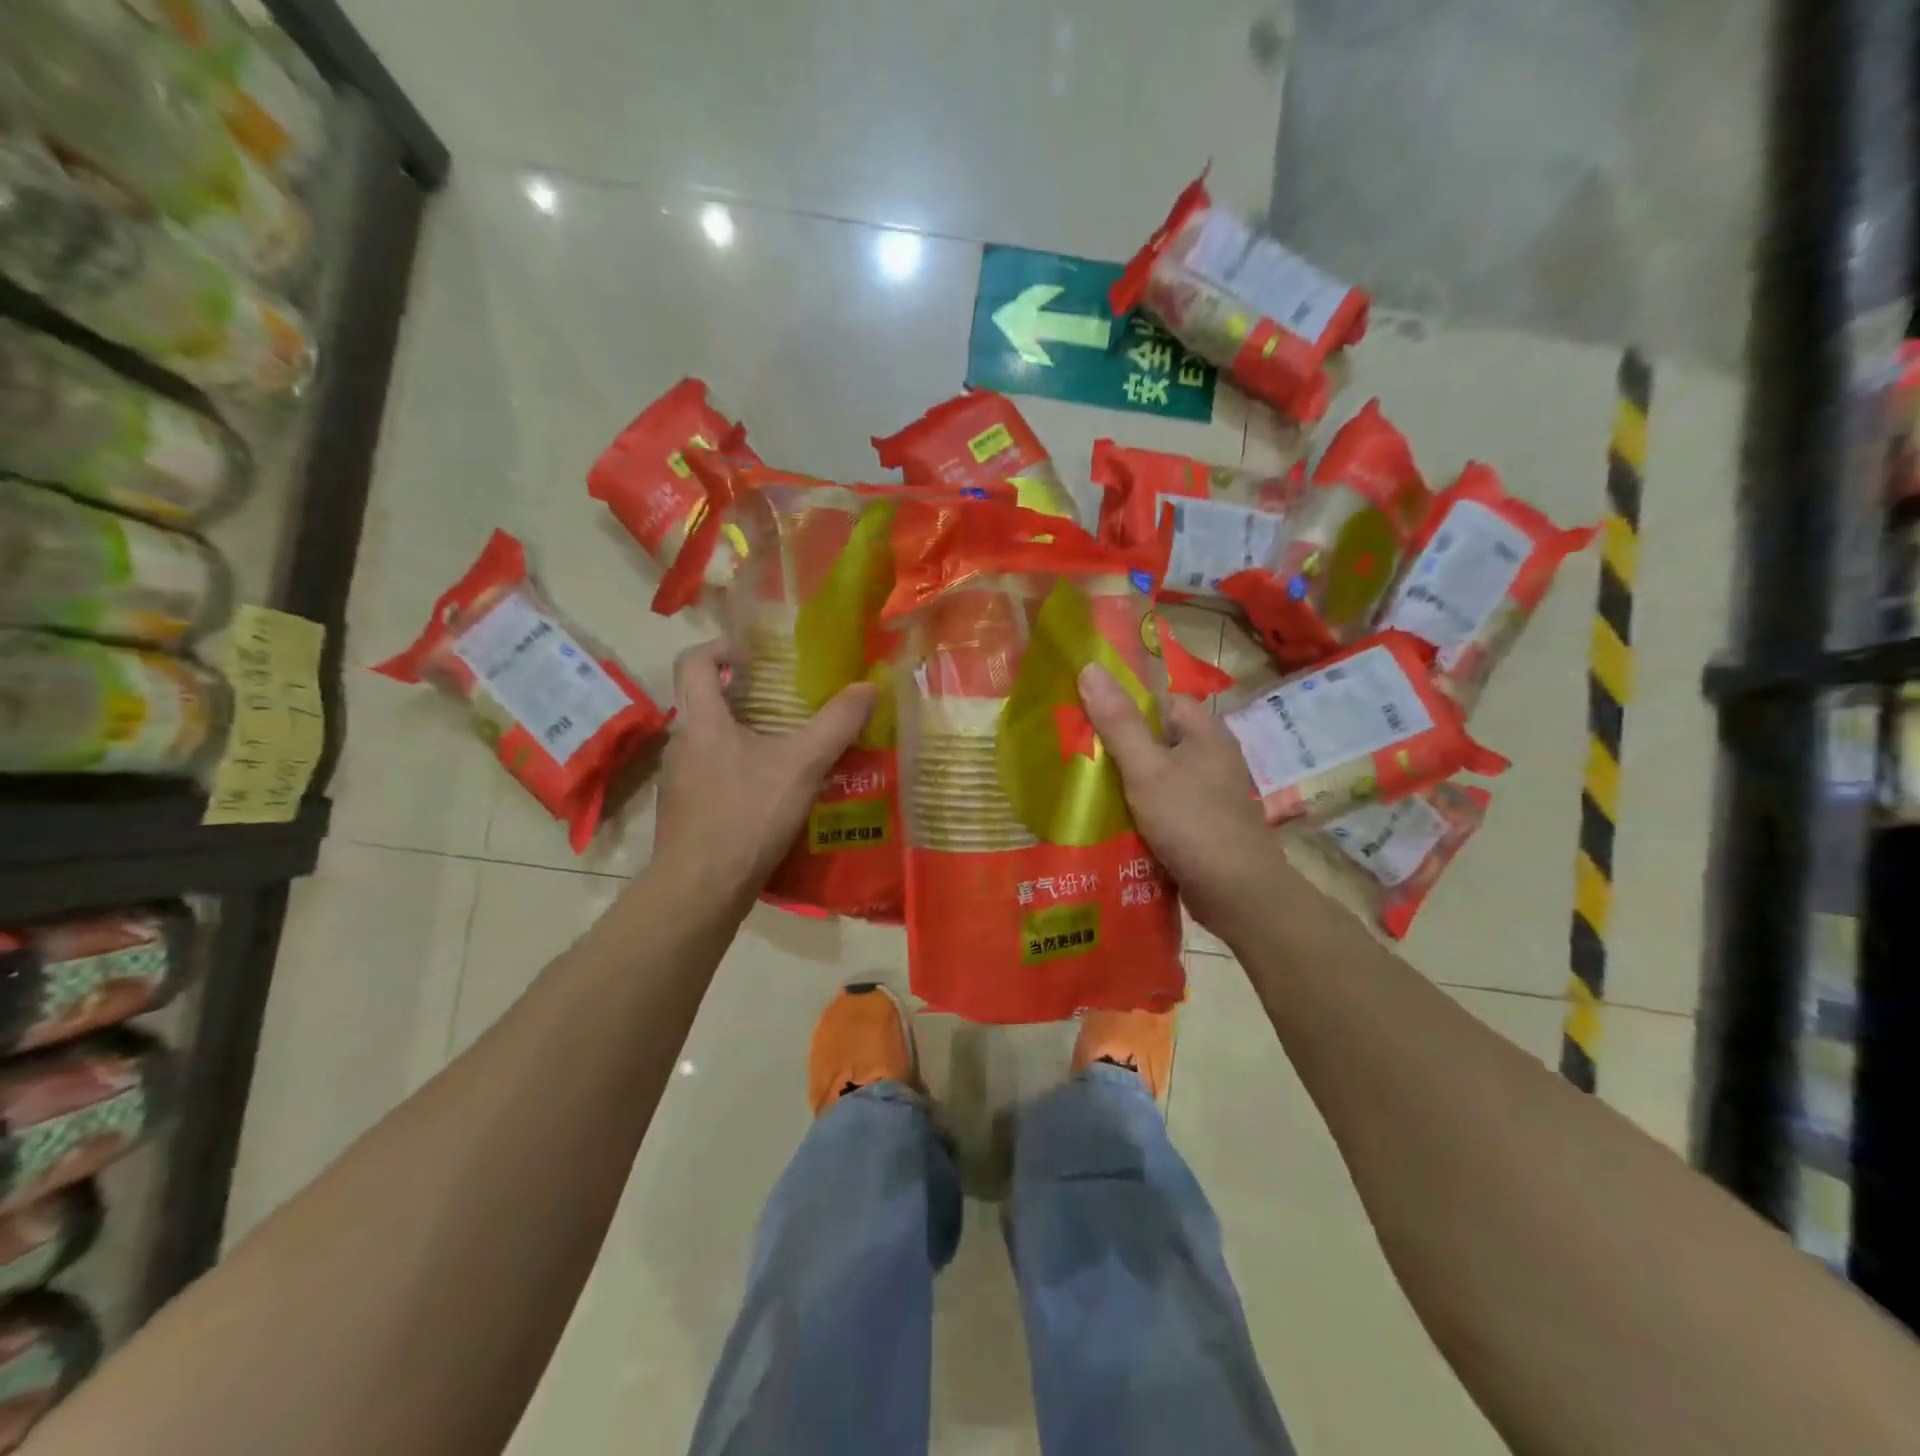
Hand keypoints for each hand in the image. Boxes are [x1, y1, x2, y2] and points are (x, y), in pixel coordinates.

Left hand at [653, 639, 876, 895]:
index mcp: (701, 720)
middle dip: (742, 693)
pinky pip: (712, 775)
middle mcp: (681, 743)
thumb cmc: (747, 814)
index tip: (755, 654)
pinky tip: (771, 792)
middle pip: (703, 700)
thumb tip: (869, 686)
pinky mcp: (685, 812)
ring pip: (710, 741)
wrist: (701, 889)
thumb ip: (837, 724)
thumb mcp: (803, 765)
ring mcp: (679, 781)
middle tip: (785, 697)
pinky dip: (739, 770)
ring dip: (743, 735)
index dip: (721, 647)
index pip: (693, 661)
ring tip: (786, 744)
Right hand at [1077, 664, 1284, 938]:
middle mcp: (1209, 756)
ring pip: (1156, 774)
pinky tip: (1109, 819)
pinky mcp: (1200, 823)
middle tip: (1074, 752)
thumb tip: (1090, 668)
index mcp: (1204, 732)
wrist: (1237, 894)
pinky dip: (1138, 809)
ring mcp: (1207, 792)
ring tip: (1081, 785)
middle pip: (1155, 738)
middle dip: (1117, 746)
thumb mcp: (1147, 769)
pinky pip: (1162, 805)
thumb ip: (1118, 722)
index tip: (1084, 715)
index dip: (1123, 704)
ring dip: (1125, 781)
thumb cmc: (1192, 822)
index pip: (1160, 701)